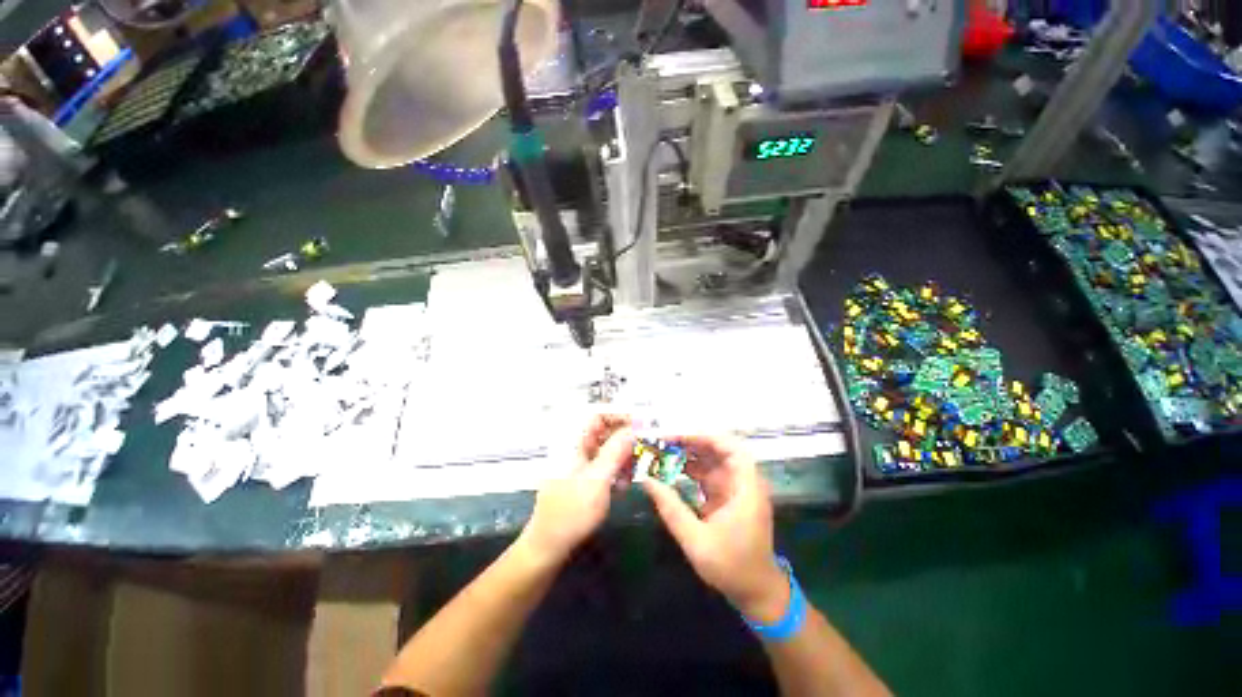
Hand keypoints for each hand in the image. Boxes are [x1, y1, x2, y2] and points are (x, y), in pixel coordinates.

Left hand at [520, 414, 634, 567]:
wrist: (547, 546)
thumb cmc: (571, 512)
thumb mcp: (597, 480)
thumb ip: (615, 452)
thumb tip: (632, 429)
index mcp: (574, 443)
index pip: (598, 416)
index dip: (619, 417)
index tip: (640, 426)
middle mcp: (576, 449)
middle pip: (605, 433)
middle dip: (625, 440)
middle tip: (643, 451)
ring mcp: (579, 465)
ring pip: (607, 451)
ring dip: (622, 459)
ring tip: (633, 473)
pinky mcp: (584, 480)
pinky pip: (604, 467)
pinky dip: (615, 472)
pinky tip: (622, 487)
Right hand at [641, 434, 789, 622]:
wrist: (756, 593)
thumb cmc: (732, 567)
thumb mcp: (697, 540)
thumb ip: (671, 508)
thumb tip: (647, 480)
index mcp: (746, 488)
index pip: (732, 448)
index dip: (706, 437)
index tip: (679, 437)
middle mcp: (743, 482)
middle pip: (719, 450)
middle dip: (691, 443)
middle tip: (663, 442)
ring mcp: (735, 488)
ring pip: (711, 460)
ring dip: (688, 454)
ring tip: (662, 452)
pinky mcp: (727, 496)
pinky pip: (707, 474)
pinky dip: (690, 469)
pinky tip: (670, 469)